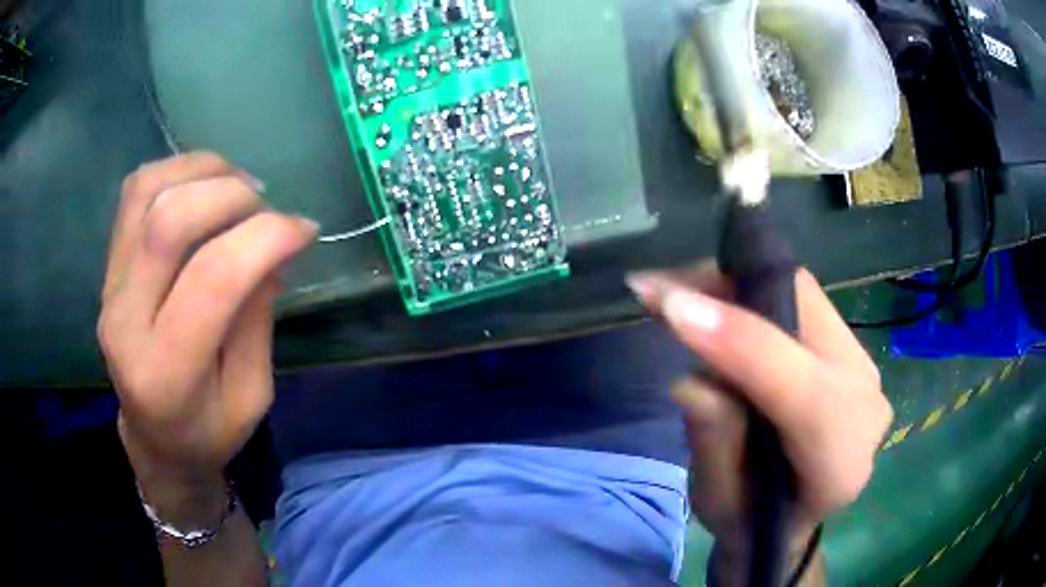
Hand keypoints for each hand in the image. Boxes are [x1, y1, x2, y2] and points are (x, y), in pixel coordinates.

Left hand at [97, 153, 316, 501]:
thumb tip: (276, 244)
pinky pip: (134, 193)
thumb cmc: (209, 431)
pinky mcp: (108, 268)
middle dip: (232, 195)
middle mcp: (125, 324)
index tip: (305, 228)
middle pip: (169, 223)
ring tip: (239, 185)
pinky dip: (175, 171)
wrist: (155, 440)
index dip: (266, 237)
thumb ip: (257, 318)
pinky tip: (204, 185)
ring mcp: (109, 289)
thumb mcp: (252, 395)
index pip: (213, 279)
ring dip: (202, 171)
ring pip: (147, 193)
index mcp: (167, 375)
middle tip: (267, 206)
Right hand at [629, 264, 890, 576]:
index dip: (739, 343)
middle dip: (728, 290)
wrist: (789, 519)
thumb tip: (690, 381)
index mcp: (841, 459)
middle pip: (805, 312)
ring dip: (733, 285)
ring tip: (673, 294)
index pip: (802, 388)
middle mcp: (864, 398)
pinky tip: (708, 300)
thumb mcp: (719, 502)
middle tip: (658, 290)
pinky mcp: (846, 345)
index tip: (670, 309)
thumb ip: (715, 445)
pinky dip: (749, 292)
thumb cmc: (751, 522)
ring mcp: (860, 364)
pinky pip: (799, 300)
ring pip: (800, 293)